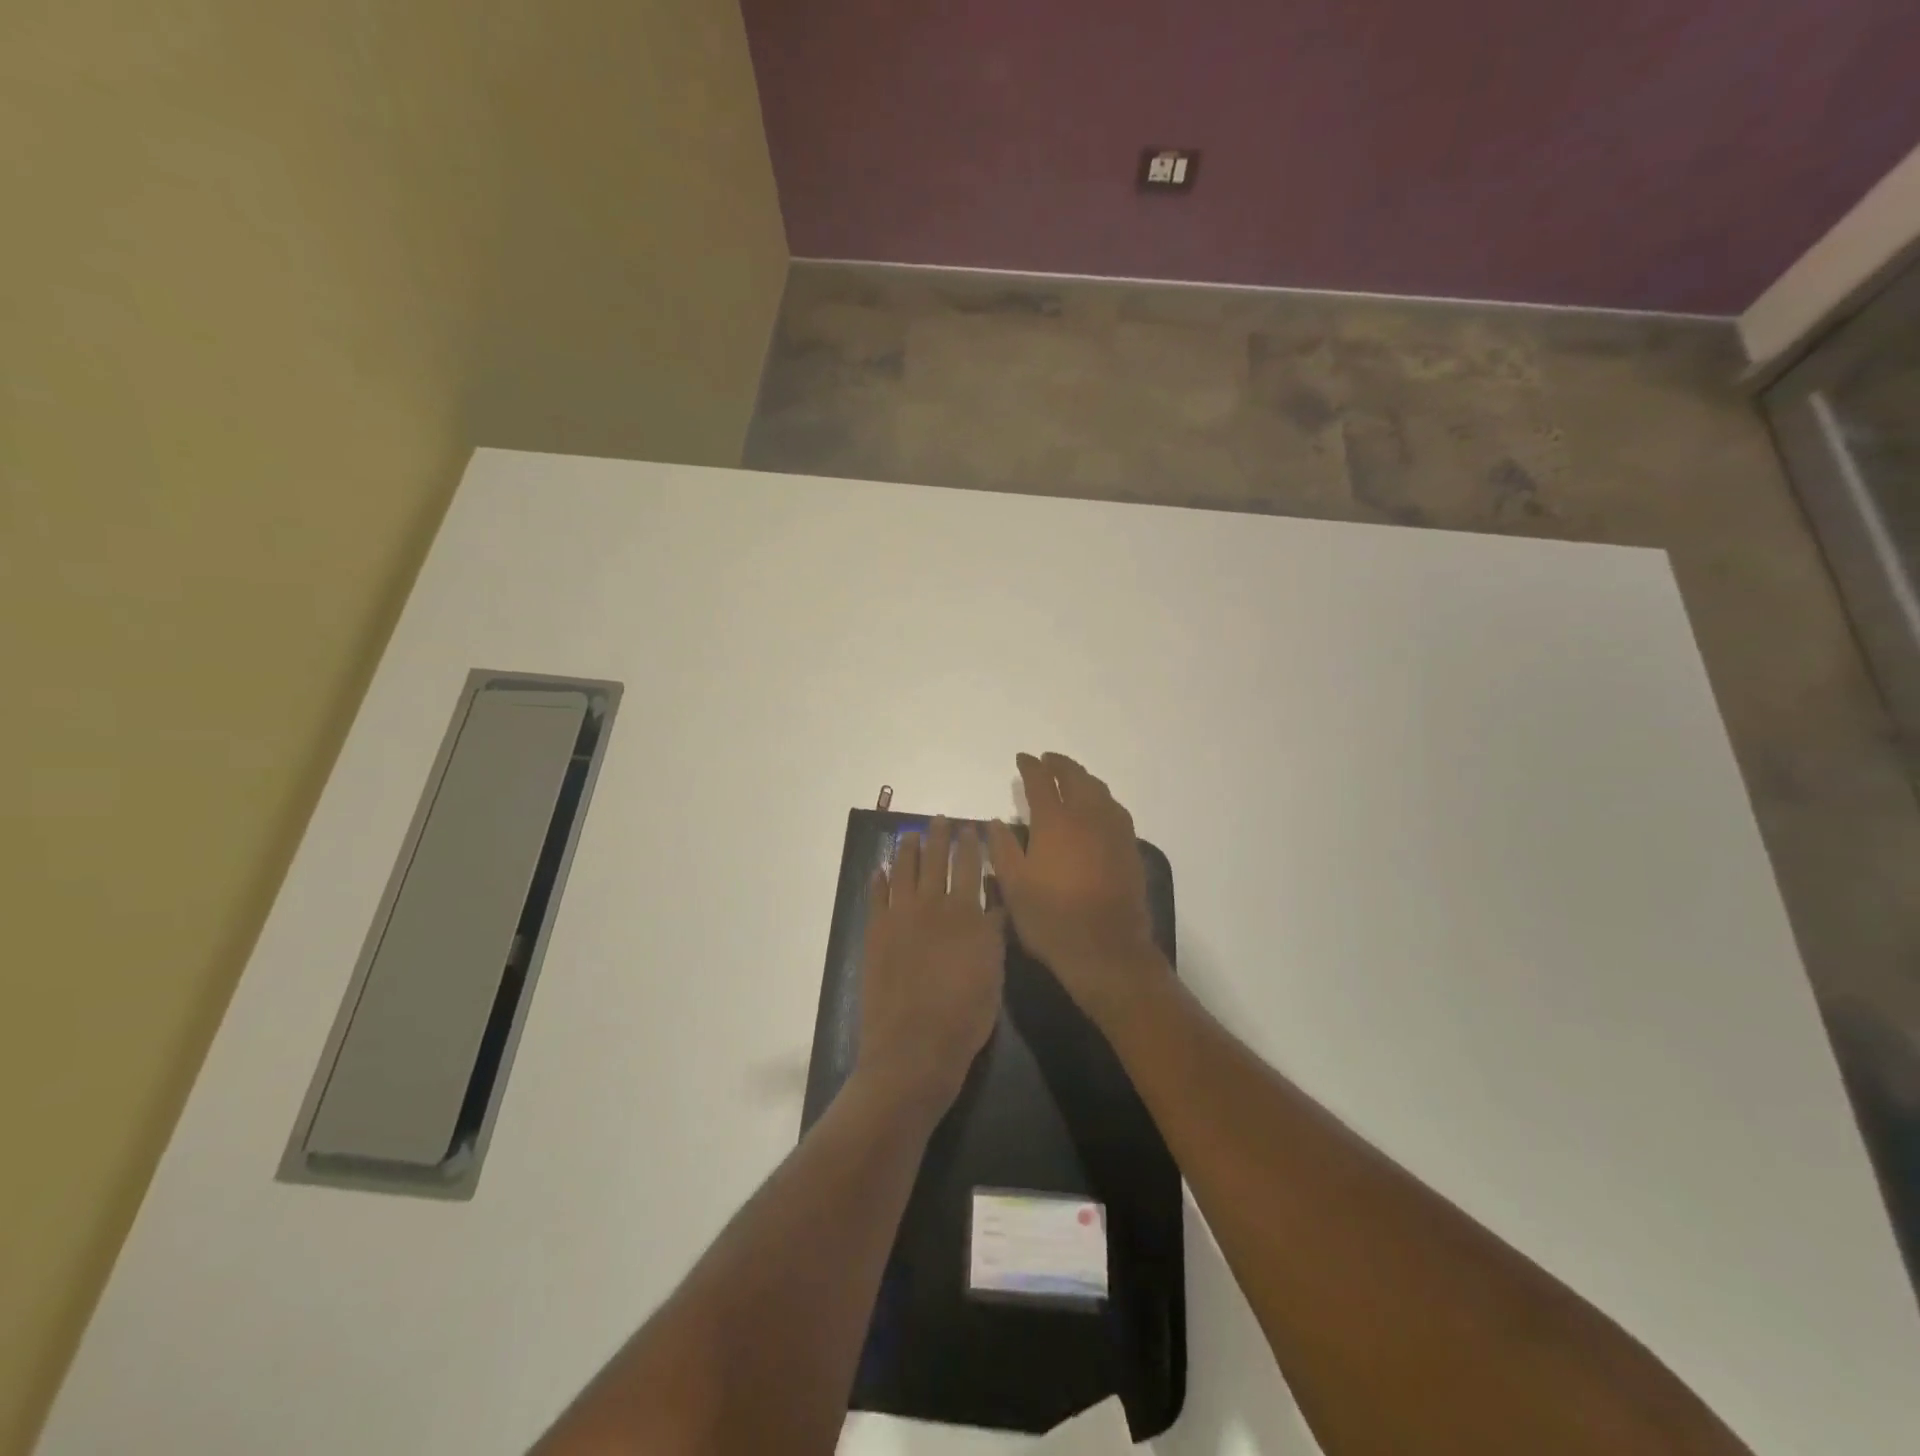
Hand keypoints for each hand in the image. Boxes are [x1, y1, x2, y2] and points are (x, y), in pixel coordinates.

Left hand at [856, 818, 1005, 1114]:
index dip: (970, 844)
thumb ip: (993, 931)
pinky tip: (879, 870)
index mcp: (965, 913)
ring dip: (907, 849)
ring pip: (903, 871)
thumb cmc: (965, 1016)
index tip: (970, 827)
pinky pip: (876, 898)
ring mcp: (899, 918)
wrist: (914, 1048)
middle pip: (934, 860)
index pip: (969, 866)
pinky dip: (878, 881)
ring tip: (909, 835)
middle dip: (938, 837)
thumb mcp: (994, 972)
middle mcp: (931, 906)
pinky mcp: (875, 933)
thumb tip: (995, 901)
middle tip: (938, 820)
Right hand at [986, 753, 1167, 1025]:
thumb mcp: (1014, 886)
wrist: (1106, 949)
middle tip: (1047, 760)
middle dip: (1060, 764)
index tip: (1022, 758)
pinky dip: (1101, 798)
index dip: (1030, 767)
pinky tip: (1097, 808)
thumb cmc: (1051, 919)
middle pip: (1075, 778)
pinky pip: (1115, 809)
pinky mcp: (1130, 847)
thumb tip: (996, 822)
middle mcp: (1087, 817)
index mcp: (1055, 822)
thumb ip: (1003, 849)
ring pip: (1099, 790)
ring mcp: (1113, 831)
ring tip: (1071, 778)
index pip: (1041, 782)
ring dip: (1083, 778)